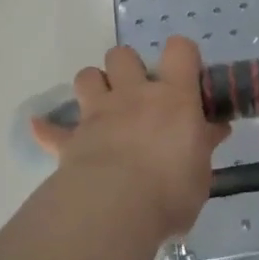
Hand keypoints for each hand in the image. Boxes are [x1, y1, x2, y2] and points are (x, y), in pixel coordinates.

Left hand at [31, 37, 230, 239]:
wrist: (115, 208)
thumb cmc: (170, 191)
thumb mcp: (201, 173)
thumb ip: (203, 147)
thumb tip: (215, 129)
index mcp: (173, 98)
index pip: (180, 50)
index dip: (182, 54)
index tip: (186, 74)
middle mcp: (133, 95)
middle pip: (123, 55)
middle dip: (128, 67)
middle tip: (138, 93)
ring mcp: (98, 114)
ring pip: (87, 76)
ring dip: (94, 85)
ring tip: (102, 106)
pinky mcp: (70, 140)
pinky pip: (51, 130)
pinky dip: (48, 128)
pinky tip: (43, 128)